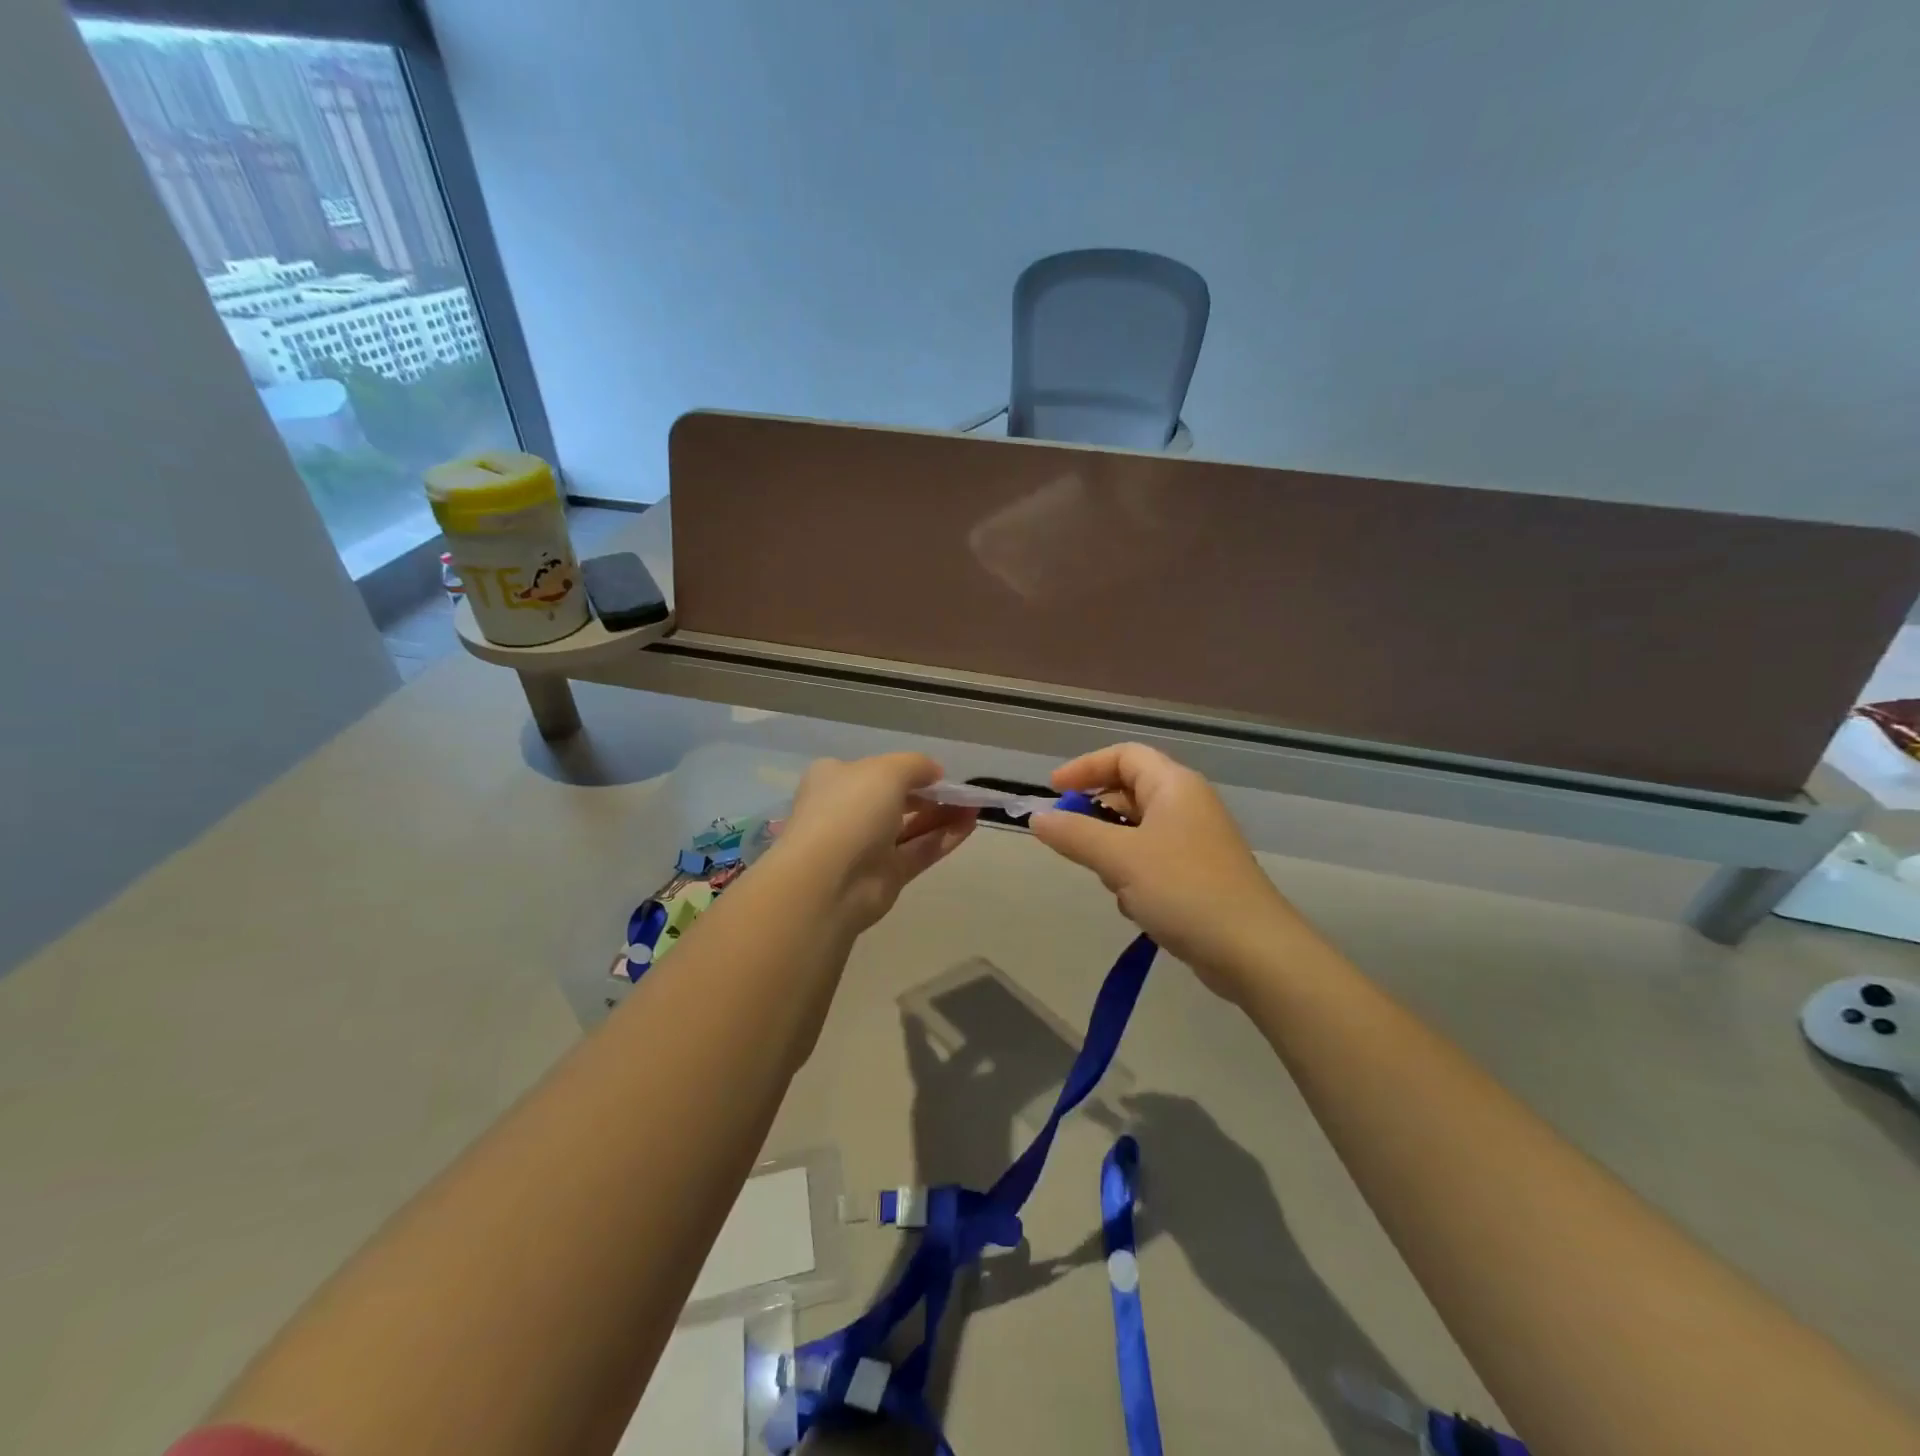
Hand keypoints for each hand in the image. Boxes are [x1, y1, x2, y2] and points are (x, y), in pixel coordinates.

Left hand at [770, 753, 976, 933]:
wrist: (829, 880)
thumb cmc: (851, 811)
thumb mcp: (887, 771)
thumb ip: (916, 765)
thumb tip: (934, 772)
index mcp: (835, 779)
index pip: (873, 770)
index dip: (906, 769)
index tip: (936, 773)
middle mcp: (848, 811)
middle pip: (895, 799)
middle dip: (929, 795)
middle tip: (961, 793)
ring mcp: (866, 846)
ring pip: (910, 827)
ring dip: (942, 816)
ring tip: (974, 806)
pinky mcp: (885, 875)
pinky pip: (919, 851)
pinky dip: (943, 838)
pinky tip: (970, 825)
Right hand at [1029, 743, 1305, 1000]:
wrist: (1252, 951)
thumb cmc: (1184, 890)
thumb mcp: (1120, 859)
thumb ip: (1074, 834)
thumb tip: (1037, 818)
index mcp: (1174, 786)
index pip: (1123, 755)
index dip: (1085, 767)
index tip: (1052, 792)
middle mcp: (1187, 805)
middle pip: (1129, 792)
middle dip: (1096, 816)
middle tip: (1072, 842)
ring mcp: (1196, 841)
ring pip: (1137, 831)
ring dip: (1114, 853)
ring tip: (1113, 882)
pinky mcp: (1198, 874)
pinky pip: (1152, 861)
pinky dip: (1134, 876)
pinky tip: (1136, 906)